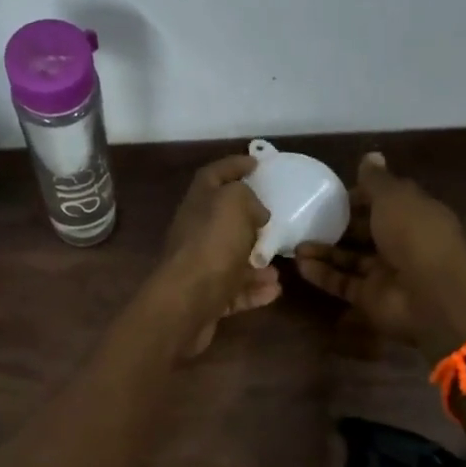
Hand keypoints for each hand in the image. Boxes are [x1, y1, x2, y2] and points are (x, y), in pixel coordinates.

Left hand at [150, 155, 281, 356]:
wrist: (186, 303)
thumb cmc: (212, 245)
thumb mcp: (234, 204)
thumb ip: (247, 198)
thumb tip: (256, 213)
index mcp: (198, 203)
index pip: (214, 175)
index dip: (234, 165)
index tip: (257, 163)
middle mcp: (195, 233)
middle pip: (222, 221)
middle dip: (249, 222)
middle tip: (272, 222)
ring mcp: (199, 267)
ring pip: (232, 259)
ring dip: (257, 263)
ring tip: (279, 267)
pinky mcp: (206, 298)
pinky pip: (235, 291)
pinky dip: (254, 290)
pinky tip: (274, 290)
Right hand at [295, 152, 465, 357]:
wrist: (431, 294)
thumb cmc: (415, 235)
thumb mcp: (394, 197)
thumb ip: (376, 180)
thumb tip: (370, 155)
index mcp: (414, 215)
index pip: (384, 203)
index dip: (360, 197)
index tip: (332, 195)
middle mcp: (401, 243)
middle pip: (365, 232)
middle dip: (338, 226)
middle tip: (306, 220)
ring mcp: (385, 273)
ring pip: (350, 259)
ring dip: (324, 251)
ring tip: (295, 244)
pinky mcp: (370, 298)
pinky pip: (342, 283)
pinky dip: (322, 274)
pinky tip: (299, 264)